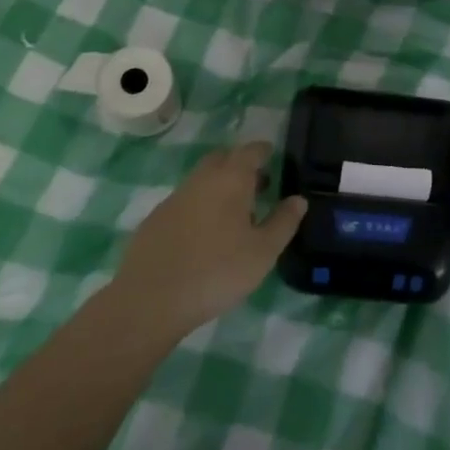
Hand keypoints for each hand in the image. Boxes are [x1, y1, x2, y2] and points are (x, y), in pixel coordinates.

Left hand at [114, 142, 306, 338]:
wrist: (150, 299)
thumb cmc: (217, 271)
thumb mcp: (263, 252)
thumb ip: (283, 222)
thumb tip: (298, 199)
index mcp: (230, 180)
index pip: (250, 151)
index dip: (263, 151)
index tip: (273, 156)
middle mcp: (201, 180)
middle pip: (222, 159)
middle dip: (240, 164)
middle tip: (257, 184)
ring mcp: (174, 198)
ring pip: (202, 179)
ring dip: (219, 185)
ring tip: (235, 212)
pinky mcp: (156, 219)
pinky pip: (185, 200)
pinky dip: (200, 205)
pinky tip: (205, 233)